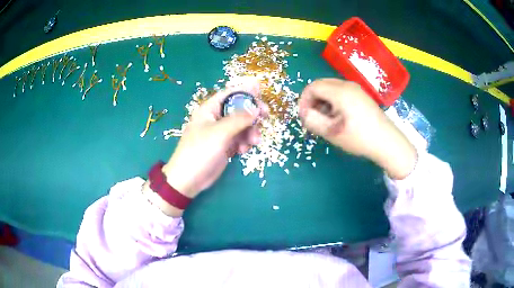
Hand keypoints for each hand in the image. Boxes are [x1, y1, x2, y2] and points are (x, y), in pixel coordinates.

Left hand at [161, 78, 266, 199]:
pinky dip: (244, 143)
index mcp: (210, 109)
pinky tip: (242, 151)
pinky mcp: (225, 146)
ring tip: (253, 142)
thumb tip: (257, 108)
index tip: (262, 93)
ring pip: (242, 125)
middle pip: (239, 109)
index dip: (246, 91)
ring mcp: (221, 133)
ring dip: (250, 132)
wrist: (189, 179)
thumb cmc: (200, 151)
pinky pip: (240, 139)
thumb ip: (239, 119)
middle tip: (265, 117)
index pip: (230, 93)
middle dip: (252, 114)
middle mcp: (216, 118)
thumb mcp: (220, 132)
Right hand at [298, 78, 416, 179]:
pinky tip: (337, 117)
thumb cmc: (359, 138)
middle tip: (313, 118)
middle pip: (321, 84)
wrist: (387, 142)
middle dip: (312, 100)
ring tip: (325, 120)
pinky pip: (340, 92)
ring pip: (330, 88)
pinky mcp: (361, 95)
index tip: (304, 117)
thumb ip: (313, 121)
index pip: (312, 87)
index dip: (303, 100)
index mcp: (340, 91)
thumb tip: (304, 113)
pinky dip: (333, 101)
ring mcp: (356, 89)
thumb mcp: (332, 132)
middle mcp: (347, 85)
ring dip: (322, 101)